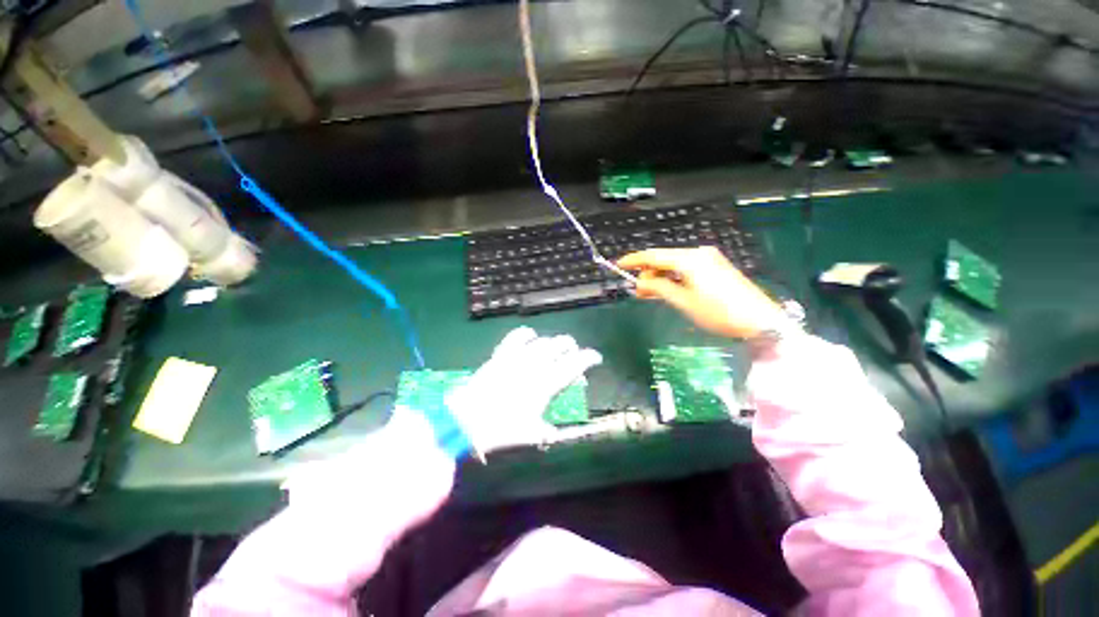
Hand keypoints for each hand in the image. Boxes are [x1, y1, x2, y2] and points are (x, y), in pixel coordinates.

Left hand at [446, 327, 601, 453]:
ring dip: (553, 342)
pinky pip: (517, 336)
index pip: (575, 363)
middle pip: (560, 344)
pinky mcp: (502, 354)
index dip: (589, 357)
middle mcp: (536, 364)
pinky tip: (529, 336)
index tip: (596, 357)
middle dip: (571, 346)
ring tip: (554, 347)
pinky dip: (526, 334)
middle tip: (573, 354)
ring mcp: (518, 356)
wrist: (467, 420)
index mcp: (547, 382)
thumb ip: (546, 432)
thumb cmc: (503, 429)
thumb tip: (553, 433)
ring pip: (542, 340)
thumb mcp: (530, 434)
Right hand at [618, 246, 784, 338]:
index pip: (654, 255)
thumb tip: (642, 282)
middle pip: (664, 258)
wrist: (759, 320)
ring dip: (660, 276)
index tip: (619, 265)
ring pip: (674, 264)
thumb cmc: (718, 312)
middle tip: (637, 290)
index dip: (634, 260)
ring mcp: (709, 259)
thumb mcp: (684, 302)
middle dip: (648, 272)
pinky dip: (673, 277)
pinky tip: (666, 288)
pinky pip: (686, 268)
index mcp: (689, 259)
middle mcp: (698, 253)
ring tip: (648, 293)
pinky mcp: (715, 267)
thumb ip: (660, 287)